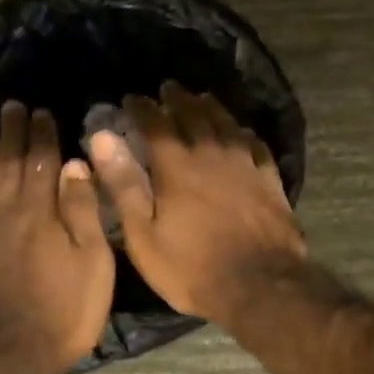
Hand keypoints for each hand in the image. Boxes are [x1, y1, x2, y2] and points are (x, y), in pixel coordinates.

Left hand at [0, 102, 114, 373]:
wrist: (5, 356)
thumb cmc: (62, 312)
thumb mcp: (92, 262)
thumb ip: (81, 211)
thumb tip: (73, 165)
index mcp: (38, 212)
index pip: (40, 162)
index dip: (41, 135)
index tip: (41, 111)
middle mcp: (0, 214)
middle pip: (5, 166)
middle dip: (10, 135)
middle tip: (9, 108)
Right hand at [85, 82, 305, 324]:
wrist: (260, 285)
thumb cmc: (192, 267)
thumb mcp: (144, 234)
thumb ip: (124, 184)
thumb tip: (103, 138)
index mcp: (177, 166)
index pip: (156, 123)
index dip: (142, 108)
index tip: (132, 98)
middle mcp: (212, 154)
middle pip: (194, 115)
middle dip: (178, 99)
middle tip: (168, 88)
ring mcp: (246, 165)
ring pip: (227, 124)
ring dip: (212, 107)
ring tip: (202, 98)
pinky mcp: (270, 181)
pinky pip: (256, 145)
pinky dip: (244, 134)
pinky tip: (242, 133)